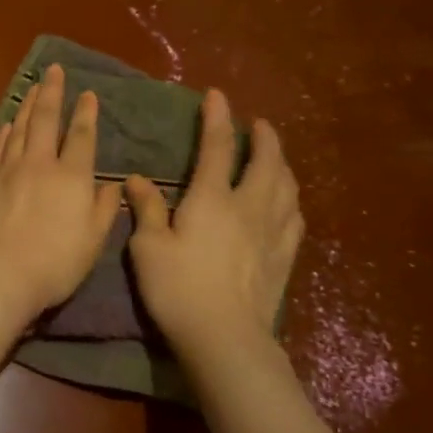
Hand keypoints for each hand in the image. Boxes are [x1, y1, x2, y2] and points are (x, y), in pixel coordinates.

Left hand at [0, 63, 123, 319]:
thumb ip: (103, 208)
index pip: (81, 136)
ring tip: (32, 89)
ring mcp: (7, 172)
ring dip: (26, 107)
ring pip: (18, 130)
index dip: (86, 113)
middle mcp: (38, 165)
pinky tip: (6, 126)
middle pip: (44, 121)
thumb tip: (112, 184)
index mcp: (70, 177)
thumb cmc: (54, 263)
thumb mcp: (92, 241)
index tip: (88, 93)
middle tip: (53, 70)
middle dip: (51, 93)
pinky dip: (3, 134)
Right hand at [125, 92, 302, 376]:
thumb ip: (146, 209)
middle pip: (266, 161)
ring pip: (286, 186)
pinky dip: (291, 199)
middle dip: (263, 137)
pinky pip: (294, 217)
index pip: (217, 147)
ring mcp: (272, 232)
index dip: (216, 118)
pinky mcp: (284, 257)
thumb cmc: (178, 288)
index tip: (216, 96)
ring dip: (281, 163)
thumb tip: (137, 179)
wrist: (225, 337)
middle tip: (258, 124)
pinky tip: (287, 201)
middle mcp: (248, 206)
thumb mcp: (148, 247)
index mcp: (212, 199)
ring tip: (275, 156)